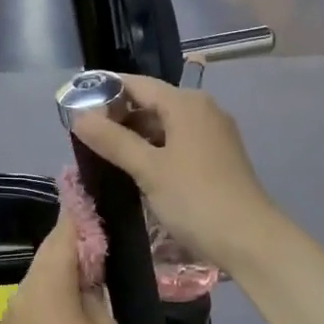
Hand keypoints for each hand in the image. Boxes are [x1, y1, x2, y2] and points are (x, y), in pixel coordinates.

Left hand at [0, 208, 121, 323]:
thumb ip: (97, 290)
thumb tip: (91, 273)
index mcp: (47, 283)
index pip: (63, 232)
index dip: (81, 213)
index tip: (99, 200)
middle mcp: (22, 291)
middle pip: (51, 253)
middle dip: (78, 246)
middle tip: (111, 247)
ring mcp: (14, 313)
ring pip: (43, 278)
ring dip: (68, 273)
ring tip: (100, 280)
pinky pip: (37, 301)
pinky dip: (57, 296)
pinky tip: (79, 311)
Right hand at [68, 74, 278, 269]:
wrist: (249, 239)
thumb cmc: (195, 199)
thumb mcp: (149, 169)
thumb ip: (113, 141)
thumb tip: (78, 116)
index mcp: (187, 103)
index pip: (138, 84)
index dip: (105, 90)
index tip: (74, 103)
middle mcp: (203, 110)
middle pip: (153, 103)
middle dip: (119, 116)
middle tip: (85, 135)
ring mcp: (214, 135)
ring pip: (166, 125)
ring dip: (137, 136)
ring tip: (104, 154)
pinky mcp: (218, 158)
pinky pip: (179, 143)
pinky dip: (156, 150)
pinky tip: (137, 169)